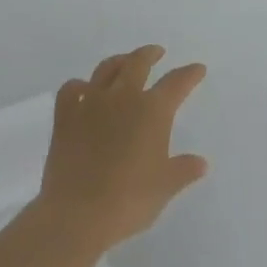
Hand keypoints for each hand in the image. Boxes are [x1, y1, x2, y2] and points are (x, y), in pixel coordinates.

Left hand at [34, 45, 208, 253]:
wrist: (77, 214)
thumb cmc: (129, 201)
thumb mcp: (165, 187)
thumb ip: (183, 170)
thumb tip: (201, 163)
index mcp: (152, 111)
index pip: (177, 83)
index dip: (189, 74)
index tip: (197, 69)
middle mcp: (123, 97)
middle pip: (138, 63)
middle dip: (150, 54)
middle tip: (157, 52)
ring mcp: (91, 103)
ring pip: (106, 69)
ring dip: (119, 61)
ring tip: (124, 62)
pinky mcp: (65, 116)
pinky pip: (71, 89)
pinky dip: (79, 86)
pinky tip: (82, 90)